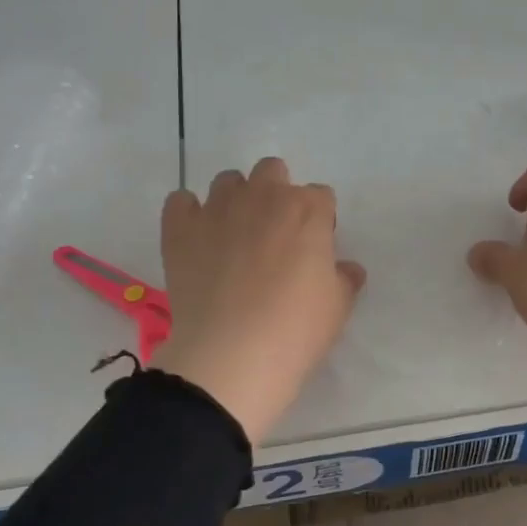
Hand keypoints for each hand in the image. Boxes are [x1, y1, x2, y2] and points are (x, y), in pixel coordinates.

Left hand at [156, 157, 365, 442]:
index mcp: (307, 210)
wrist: (232, 355)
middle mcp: (263, 196)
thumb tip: (346, 268)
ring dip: (235, 200)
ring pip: (228, 181)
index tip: (314, 250)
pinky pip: (180, 201)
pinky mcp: (180, 228)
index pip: (321, 197)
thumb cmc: (296, 330)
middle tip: (275, 236)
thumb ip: (344, 278)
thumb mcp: (337, 307)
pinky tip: (197, 240)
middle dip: (277, 193)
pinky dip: (189, 214)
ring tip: (234, 238)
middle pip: (273, 171)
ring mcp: (218, 209)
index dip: (319, 221)